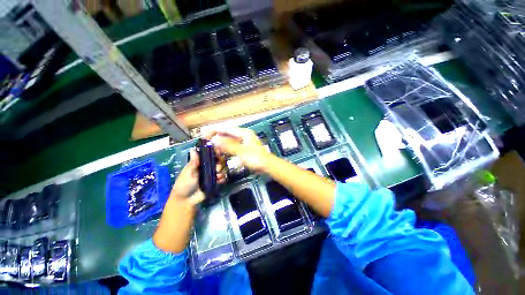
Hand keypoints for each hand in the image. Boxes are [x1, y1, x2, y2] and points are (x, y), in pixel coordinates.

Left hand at [171, 148, 226, 204]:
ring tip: (218, 175)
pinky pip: (221, 178)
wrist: (186, 200)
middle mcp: (206, 168)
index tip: (218, 152)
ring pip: (221, 169)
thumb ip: (193, 162)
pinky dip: (222, 178)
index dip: (214, 152)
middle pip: (217, 161)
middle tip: (218, 168)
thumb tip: (193, 149)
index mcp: (199, 163)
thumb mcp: (188, 172)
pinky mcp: (214, 182)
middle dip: (219, 163)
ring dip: (221, 171)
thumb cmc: (184, 184)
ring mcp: (211, 175)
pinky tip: (220, 180)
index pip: (209, 155)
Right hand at [205, 127, 271, 172]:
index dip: (215, 130)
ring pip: (229, 140)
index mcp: (244, 133)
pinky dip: (226, 147)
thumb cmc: (256, 158)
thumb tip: (214, 140)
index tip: (205, 131)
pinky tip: (221, 150)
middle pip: (227, 134)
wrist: (267, 165)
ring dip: (221, 142)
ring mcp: (244, 141)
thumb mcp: (241, 151)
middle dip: (217, 136)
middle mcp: (244, 135)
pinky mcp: (244, 148)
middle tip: (206, 139)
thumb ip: (228, 145)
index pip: (227, 129)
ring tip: (211, 144)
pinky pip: (232, 145)